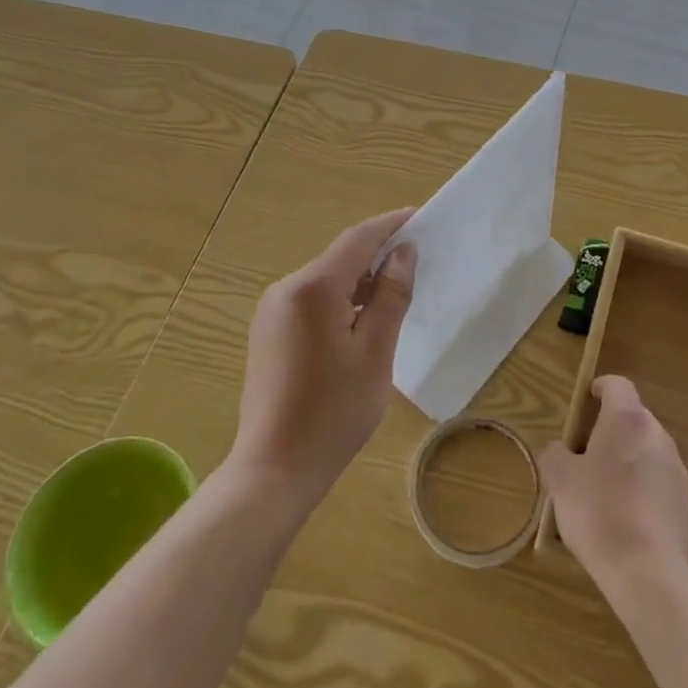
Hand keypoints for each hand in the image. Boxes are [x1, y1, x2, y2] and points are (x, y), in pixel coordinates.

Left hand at [227, 209, 417, 512]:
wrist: (273, 470)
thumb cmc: (333, 412)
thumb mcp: (375, 352)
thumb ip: (391, 296)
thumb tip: (403, 253)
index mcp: (313, 288)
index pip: (358, 239)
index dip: (390, 225)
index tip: (419, 216)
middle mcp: (286, 288)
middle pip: (340, 257)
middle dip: (377, 253)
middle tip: (416, 259)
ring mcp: (272, 310)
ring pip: (325, 279)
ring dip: (360, 278)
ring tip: (395, 291)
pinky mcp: (268, 331)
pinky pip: (311, 299)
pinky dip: (340, 299)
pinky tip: (361, 319)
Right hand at [540, 376, 687, 593]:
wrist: (648, 573)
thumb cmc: (599, 512)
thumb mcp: (561, 481)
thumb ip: (555, 455)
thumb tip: (557, 450)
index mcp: (628, 419)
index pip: (618, 385)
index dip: (601, 388)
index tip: (586, 401)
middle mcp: (656, 435)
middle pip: (633, 418)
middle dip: (611, 429)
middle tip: (585, 452)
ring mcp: (675, 469)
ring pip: (646, 450)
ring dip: (627, 458)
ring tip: (603, 488)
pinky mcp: (684, 502)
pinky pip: (657, 480)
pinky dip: (641, 486)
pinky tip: (623, 516)